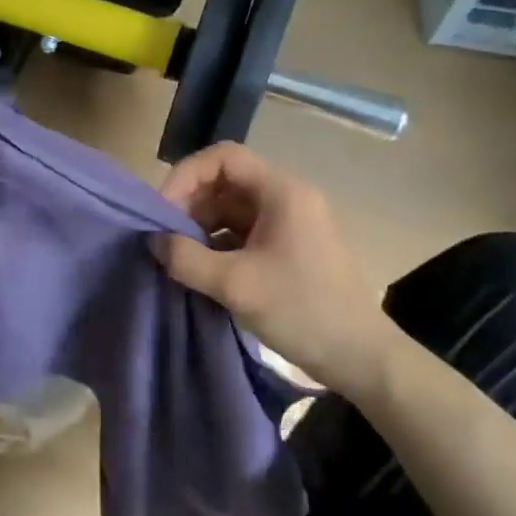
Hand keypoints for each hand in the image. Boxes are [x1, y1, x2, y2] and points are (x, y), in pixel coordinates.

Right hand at [155, 142, 402, 400]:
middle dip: (190, 203)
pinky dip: (218, 242)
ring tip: (180, 255)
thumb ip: (186, 258)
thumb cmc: (302, 310)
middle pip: (227, 180)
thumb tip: (154, 242)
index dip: (186, 176)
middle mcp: (289, 197)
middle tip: (165, 237)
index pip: (224, 158)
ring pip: (233, 207)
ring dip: (201, 225)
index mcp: (283, 192)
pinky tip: (202, 268)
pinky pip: (245, 230)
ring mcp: (292, 223)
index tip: (163, 211)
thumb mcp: (235, 285)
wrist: (361, 357)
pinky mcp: (290, 247)